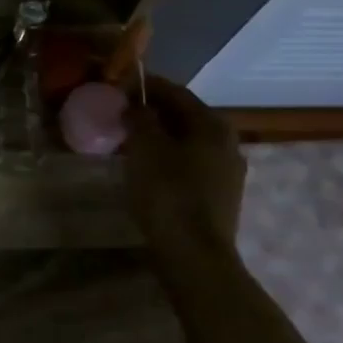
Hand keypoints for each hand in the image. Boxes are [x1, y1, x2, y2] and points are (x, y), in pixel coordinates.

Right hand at [124, 77, 245, 253]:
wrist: (194, 256)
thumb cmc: (168, 193)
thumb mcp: (145, 147)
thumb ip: (140, 118)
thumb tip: (136, 106)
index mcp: (212, 124)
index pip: (174, 91)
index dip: (144, 86)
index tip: (116, 86)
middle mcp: (227, 142)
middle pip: (183, 116)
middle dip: (151, 111)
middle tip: (119, 114)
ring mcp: (227, 171)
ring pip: (186, 141)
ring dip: (158, 136)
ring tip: (127, 140)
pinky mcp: (219, 196)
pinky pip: (188, 164)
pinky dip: (166, 158)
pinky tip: (145, 167)